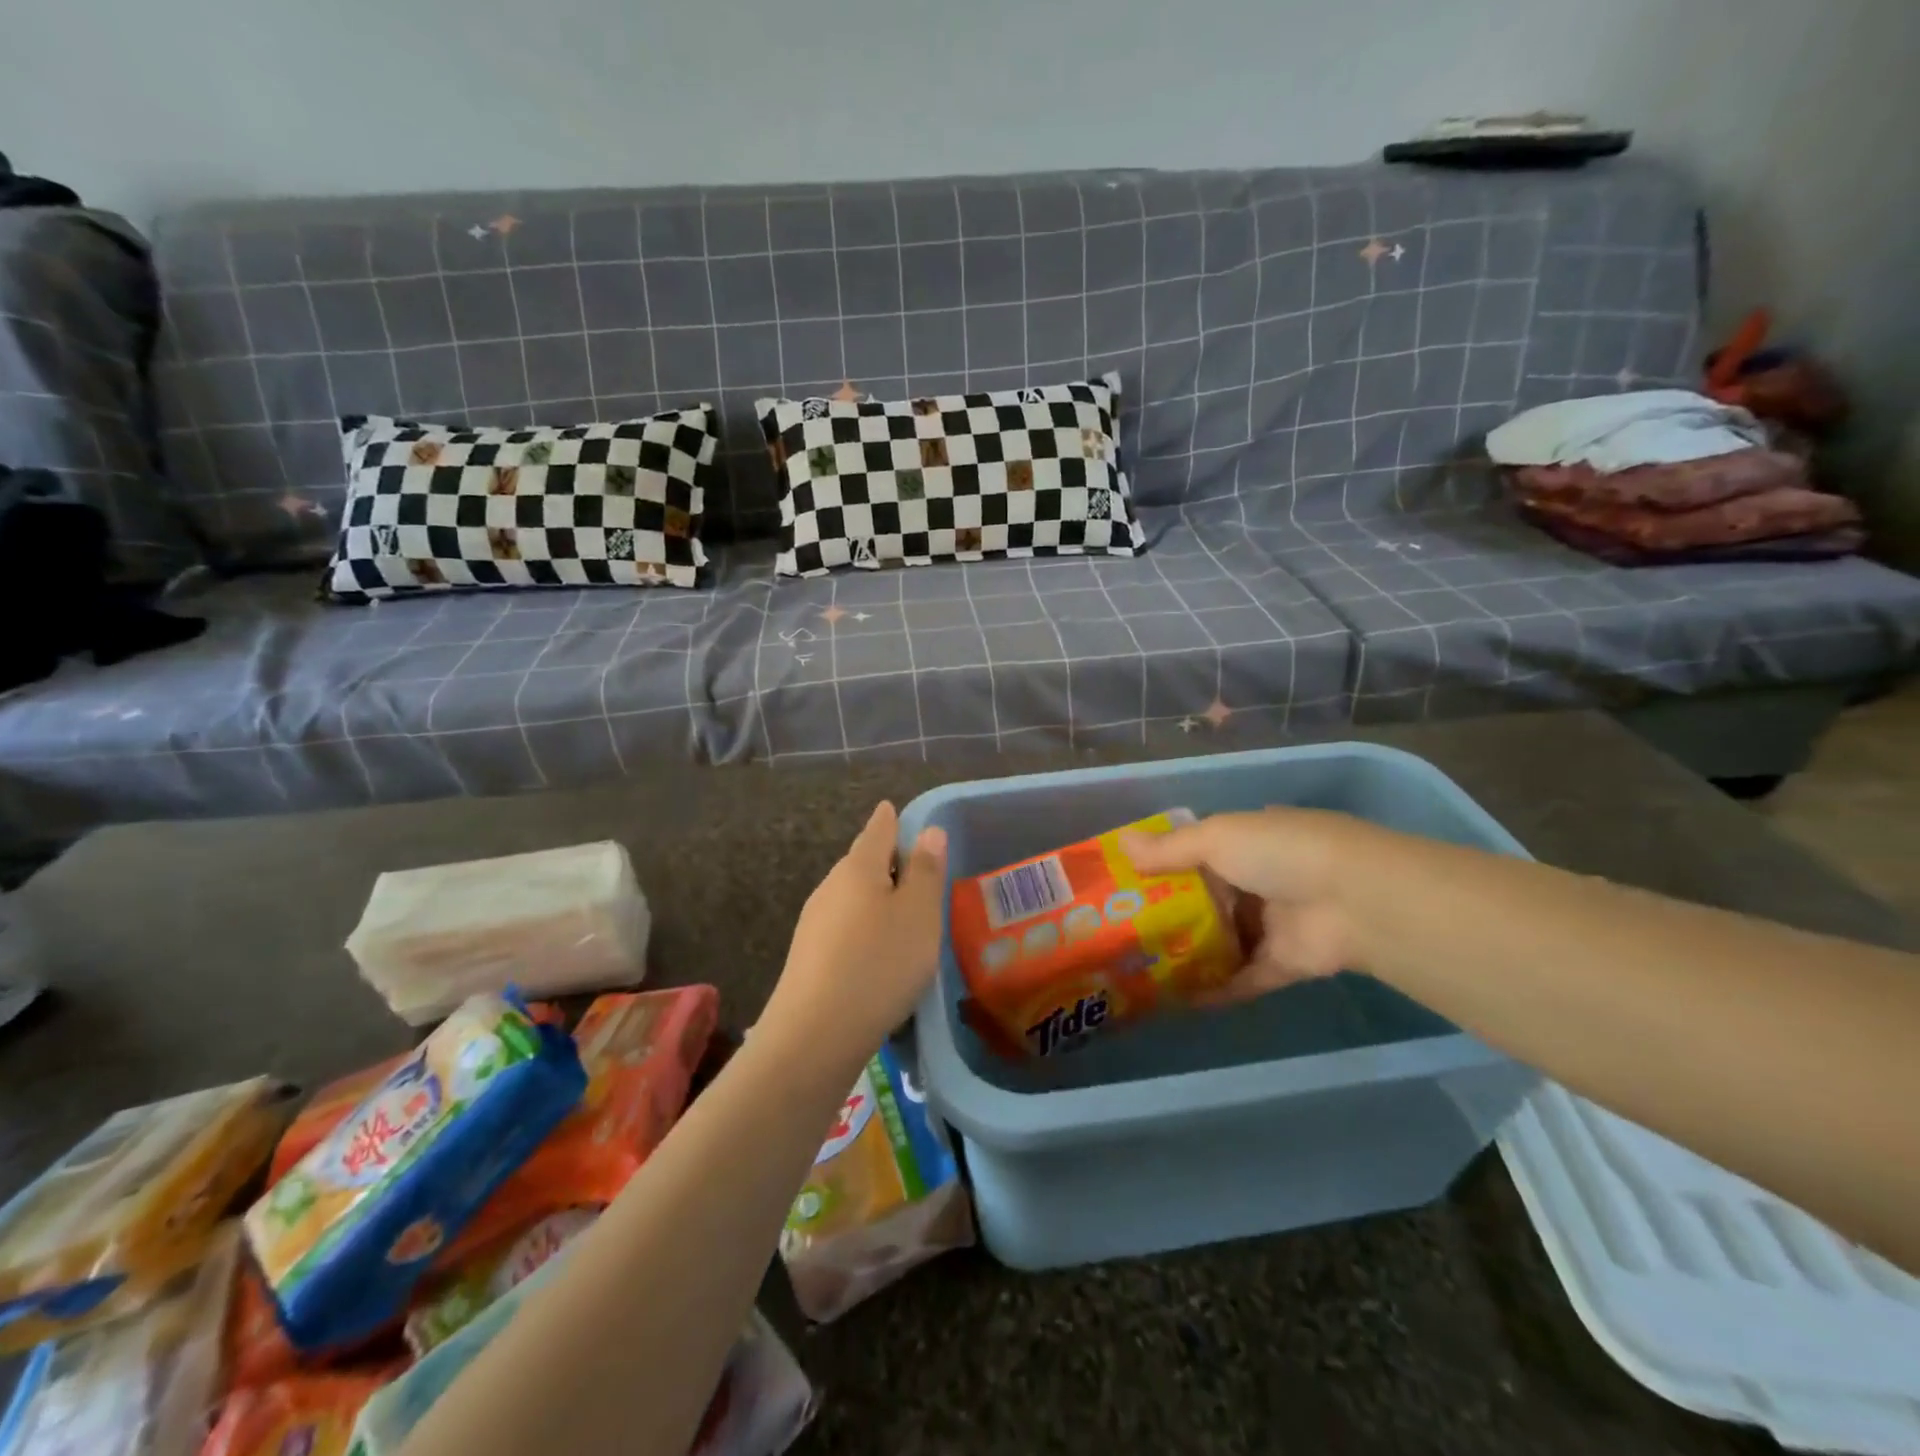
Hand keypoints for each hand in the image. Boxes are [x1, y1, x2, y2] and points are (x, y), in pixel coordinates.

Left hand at [763, 801, 947, 1062]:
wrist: (814, 1035)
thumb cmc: (879, 963)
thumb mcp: (919, 914)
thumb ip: (926, 871)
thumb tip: (929, 831)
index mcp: (859, 868)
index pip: (878, 830)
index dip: (891, 820)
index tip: (894, 810)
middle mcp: (831, 887)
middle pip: (862, 863)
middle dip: (887, 863)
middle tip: (916, 870)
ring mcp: (814, 923)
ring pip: (852, 898)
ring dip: (876, 900)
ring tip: (904, 915)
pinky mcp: (809, 958)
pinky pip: (844, 929)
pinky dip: (865, 930)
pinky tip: (878, 954)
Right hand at [1120, 808, 1378, 1004]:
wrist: (1356, 902)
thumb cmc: (1279, 854)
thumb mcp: (1217, 837)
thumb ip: (1170, 847)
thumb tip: (1121, 842)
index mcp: (1248, 841)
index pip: (1198, 851)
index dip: (1163, 864)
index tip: (1124, 882)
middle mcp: (1260, 880)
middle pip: (1206, 898)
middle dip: (1168, 912)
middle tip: (1121, 930)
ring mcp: (1274, 924)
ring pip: (1221, 939)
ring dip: (1188, 952)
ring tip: (1139, 967)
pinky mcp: (1284, 964)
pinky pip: (1242, 978)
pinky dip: (1214, 989)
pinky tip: (1176, 1000)